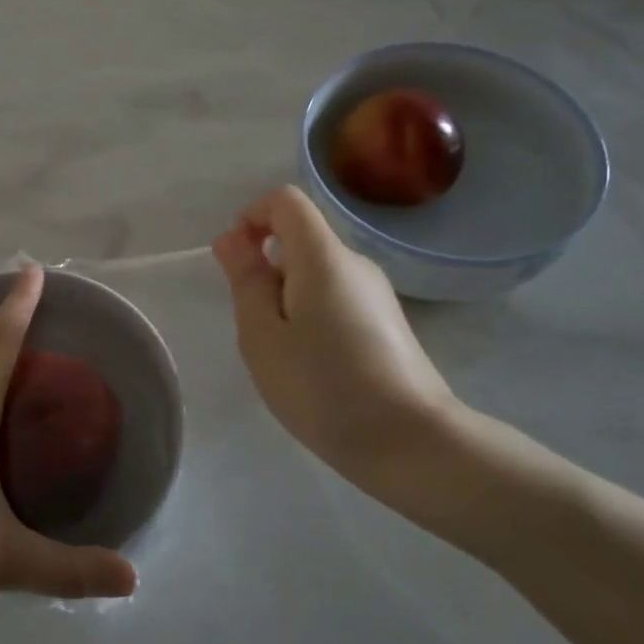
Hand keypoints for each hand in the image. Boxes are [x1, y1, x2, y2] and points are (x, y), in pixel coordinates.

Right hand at [212, 186, 462, 506]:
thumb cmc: (323, 386)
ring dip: (286, 300)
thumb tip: (232, 239)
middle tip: (259, 330)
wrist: (410, 443)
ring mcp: (376, 294)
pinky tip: (315, 368)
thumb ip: (245, 281)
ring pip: (316, 275)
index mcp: (323, 257)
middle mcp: (355, 263)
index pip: (285, 201)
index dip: (251, 217)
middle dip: (266, 271)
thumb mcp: (263, 336)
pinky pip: (336, 299)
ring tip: (287, 357)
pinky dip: (312, 318)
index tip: (237, 264)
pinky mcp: (387, 323)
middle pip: (300, 239)